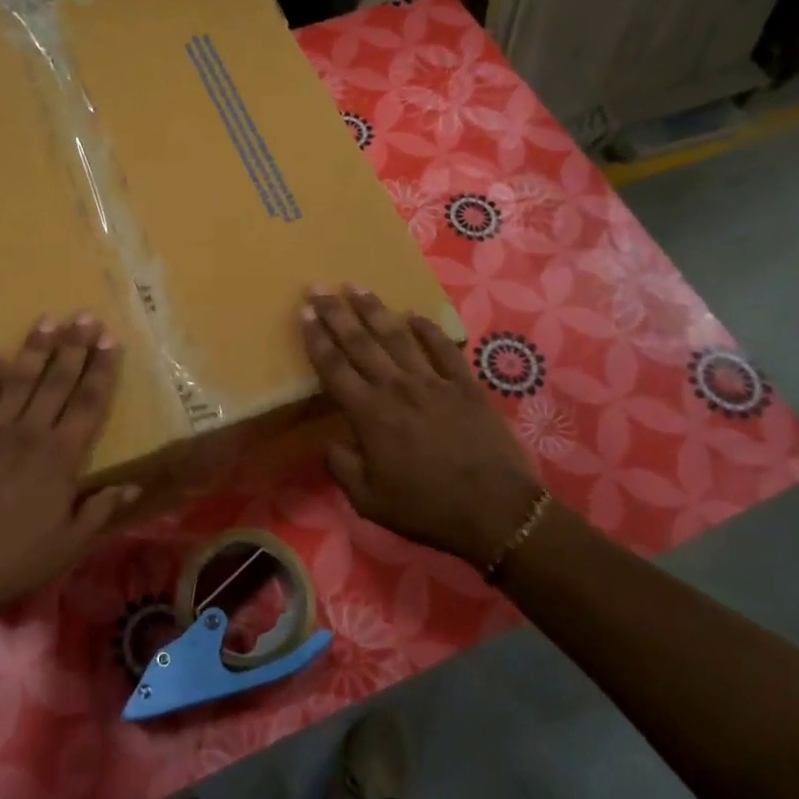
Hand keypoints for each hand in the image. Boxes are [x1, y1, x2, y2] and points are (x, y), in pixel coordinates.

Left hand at [0, 313, 136, 620]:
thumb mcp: (70, 544)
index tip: (111, 340)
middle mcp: (28, 434)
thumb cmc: (16, 561)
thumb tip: (134, 486)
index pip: (89, 403)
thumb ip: (101, 509)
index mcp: (60, 457)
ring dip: (34, 349)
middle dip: (74, 346)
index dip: (102, 369)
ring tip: (47, 319)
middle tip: (85, 316)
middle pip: (56, 381)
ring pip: (17, 381)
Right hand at [301, 286, 542, 571]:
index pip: (334, 368)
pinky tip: (415, 315)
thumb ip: (342, 468)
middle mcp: (397, 388)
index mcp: (369, 415)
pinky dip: (429, 330)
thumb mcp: (368, 501)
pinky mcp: (466, 386)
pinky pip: (444, 349)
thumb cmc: (426, 509)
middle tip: (320, 286)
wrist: (495, 511)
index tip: (303, 312)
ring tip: (358, 286)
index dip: (316, 338)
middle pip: (361, 342)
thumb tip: (332, 443)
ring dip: (375, 310)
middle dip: (337, 312)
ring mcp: (434, 383)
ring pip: (398, 337)